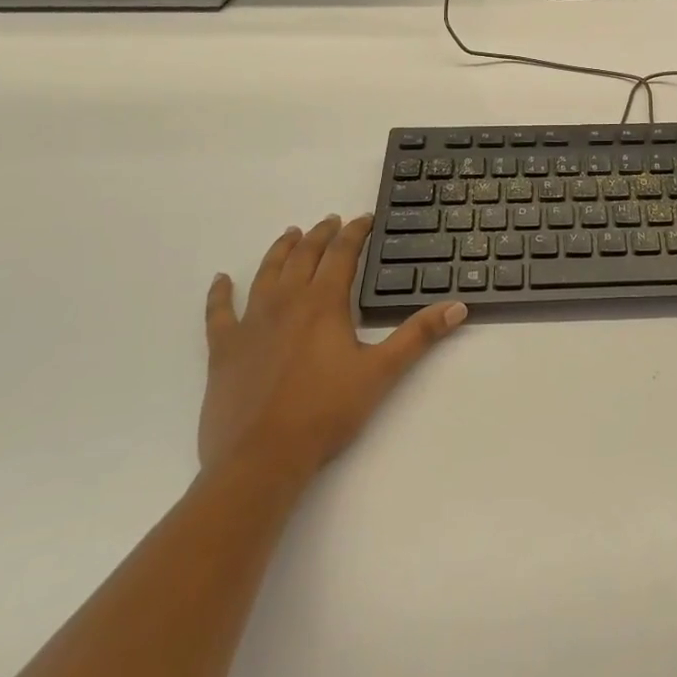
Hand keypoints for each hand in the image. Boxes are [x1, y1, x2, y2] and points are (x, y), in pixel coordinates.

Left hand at [199, 215, 466, 480]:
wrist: (261, 457)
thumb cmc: (326, 412)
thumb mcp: (381, 371)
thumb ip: (419, 335)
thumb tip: (458, 306)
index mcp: (324, 303)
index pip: (342, 254)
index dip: (355, 233)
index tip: (365, 219)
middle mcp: (286, 302)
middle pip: (304, 256)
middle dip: (320, 235)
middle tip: (331, 221)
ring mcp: (251, 323)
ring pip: (266, 273)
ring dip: (280, 250)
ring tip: (290, 234)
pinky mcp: (224, 349)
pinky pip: (219, 312)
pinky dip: (220, 293)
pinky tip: (221, 280)